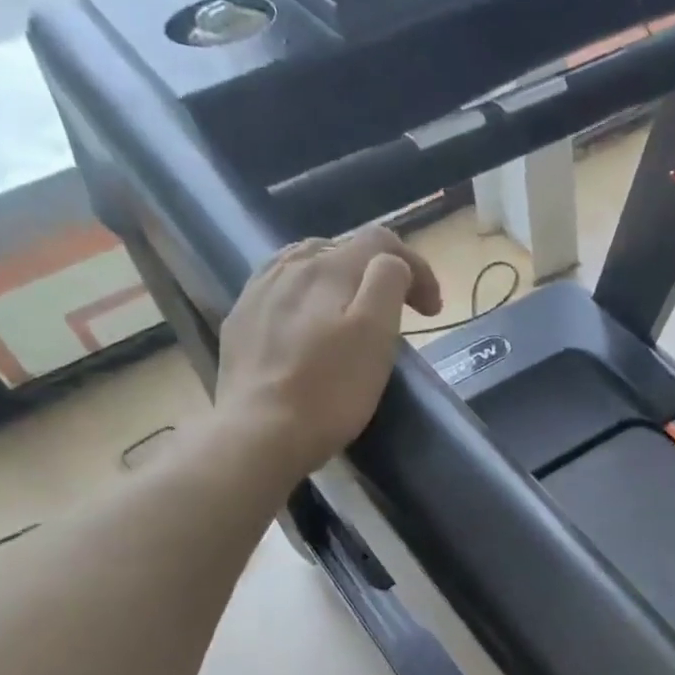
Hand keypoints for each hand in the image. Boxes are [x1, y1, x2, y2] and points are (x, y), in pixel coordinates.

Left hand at [215, 224, 441, 477]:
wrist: (260, 432)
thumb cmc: (330, 390)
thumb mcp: (375, 334)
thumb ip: (387, 283)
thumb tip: (392, 265)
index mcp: (329, 267)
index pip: (382, 242)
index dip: (416, 268)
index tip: (432, 311)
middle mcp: (290, 266)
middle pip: (344, 250)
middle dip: (379, 274)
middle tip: (400, 313)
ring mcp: (260, 292)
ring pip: (308, 266)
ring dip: (340, 282)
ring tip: (353, 314)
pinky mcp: (242, 320)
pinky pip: (280, 290)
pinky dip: (306, 298)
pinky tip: (308, 325)